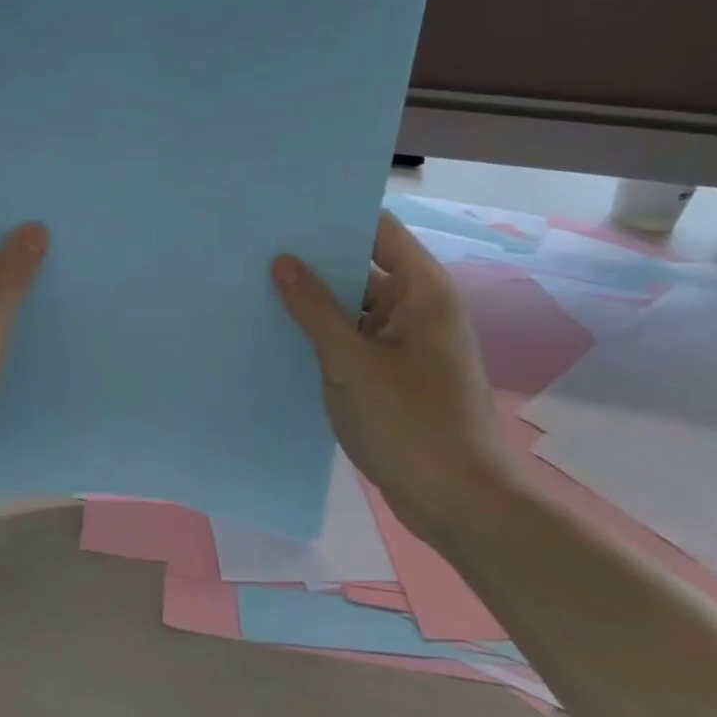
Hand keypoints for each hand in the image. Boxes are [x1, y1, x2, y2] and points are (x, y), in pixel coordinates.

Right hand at [273, 212, 513, 546]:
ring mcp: (406, 343)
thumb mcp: (351, 361)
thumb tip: (283, 261)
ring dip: (315, 301)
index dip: (334, 217)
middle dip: (314, 259)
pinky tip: (279, 334)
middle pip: (363, 265)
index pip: (377, 229)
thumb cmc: (410, 422)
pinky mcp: (394, 374)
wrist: (459, 503)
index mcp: (421, 290)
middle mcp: (417, 307)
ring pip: (354, 307)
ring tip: (257, 286)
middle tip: (257, 249)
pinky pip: (355, 339)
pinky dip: (324, 335)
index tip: (283, 214)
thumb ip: (314, 308)